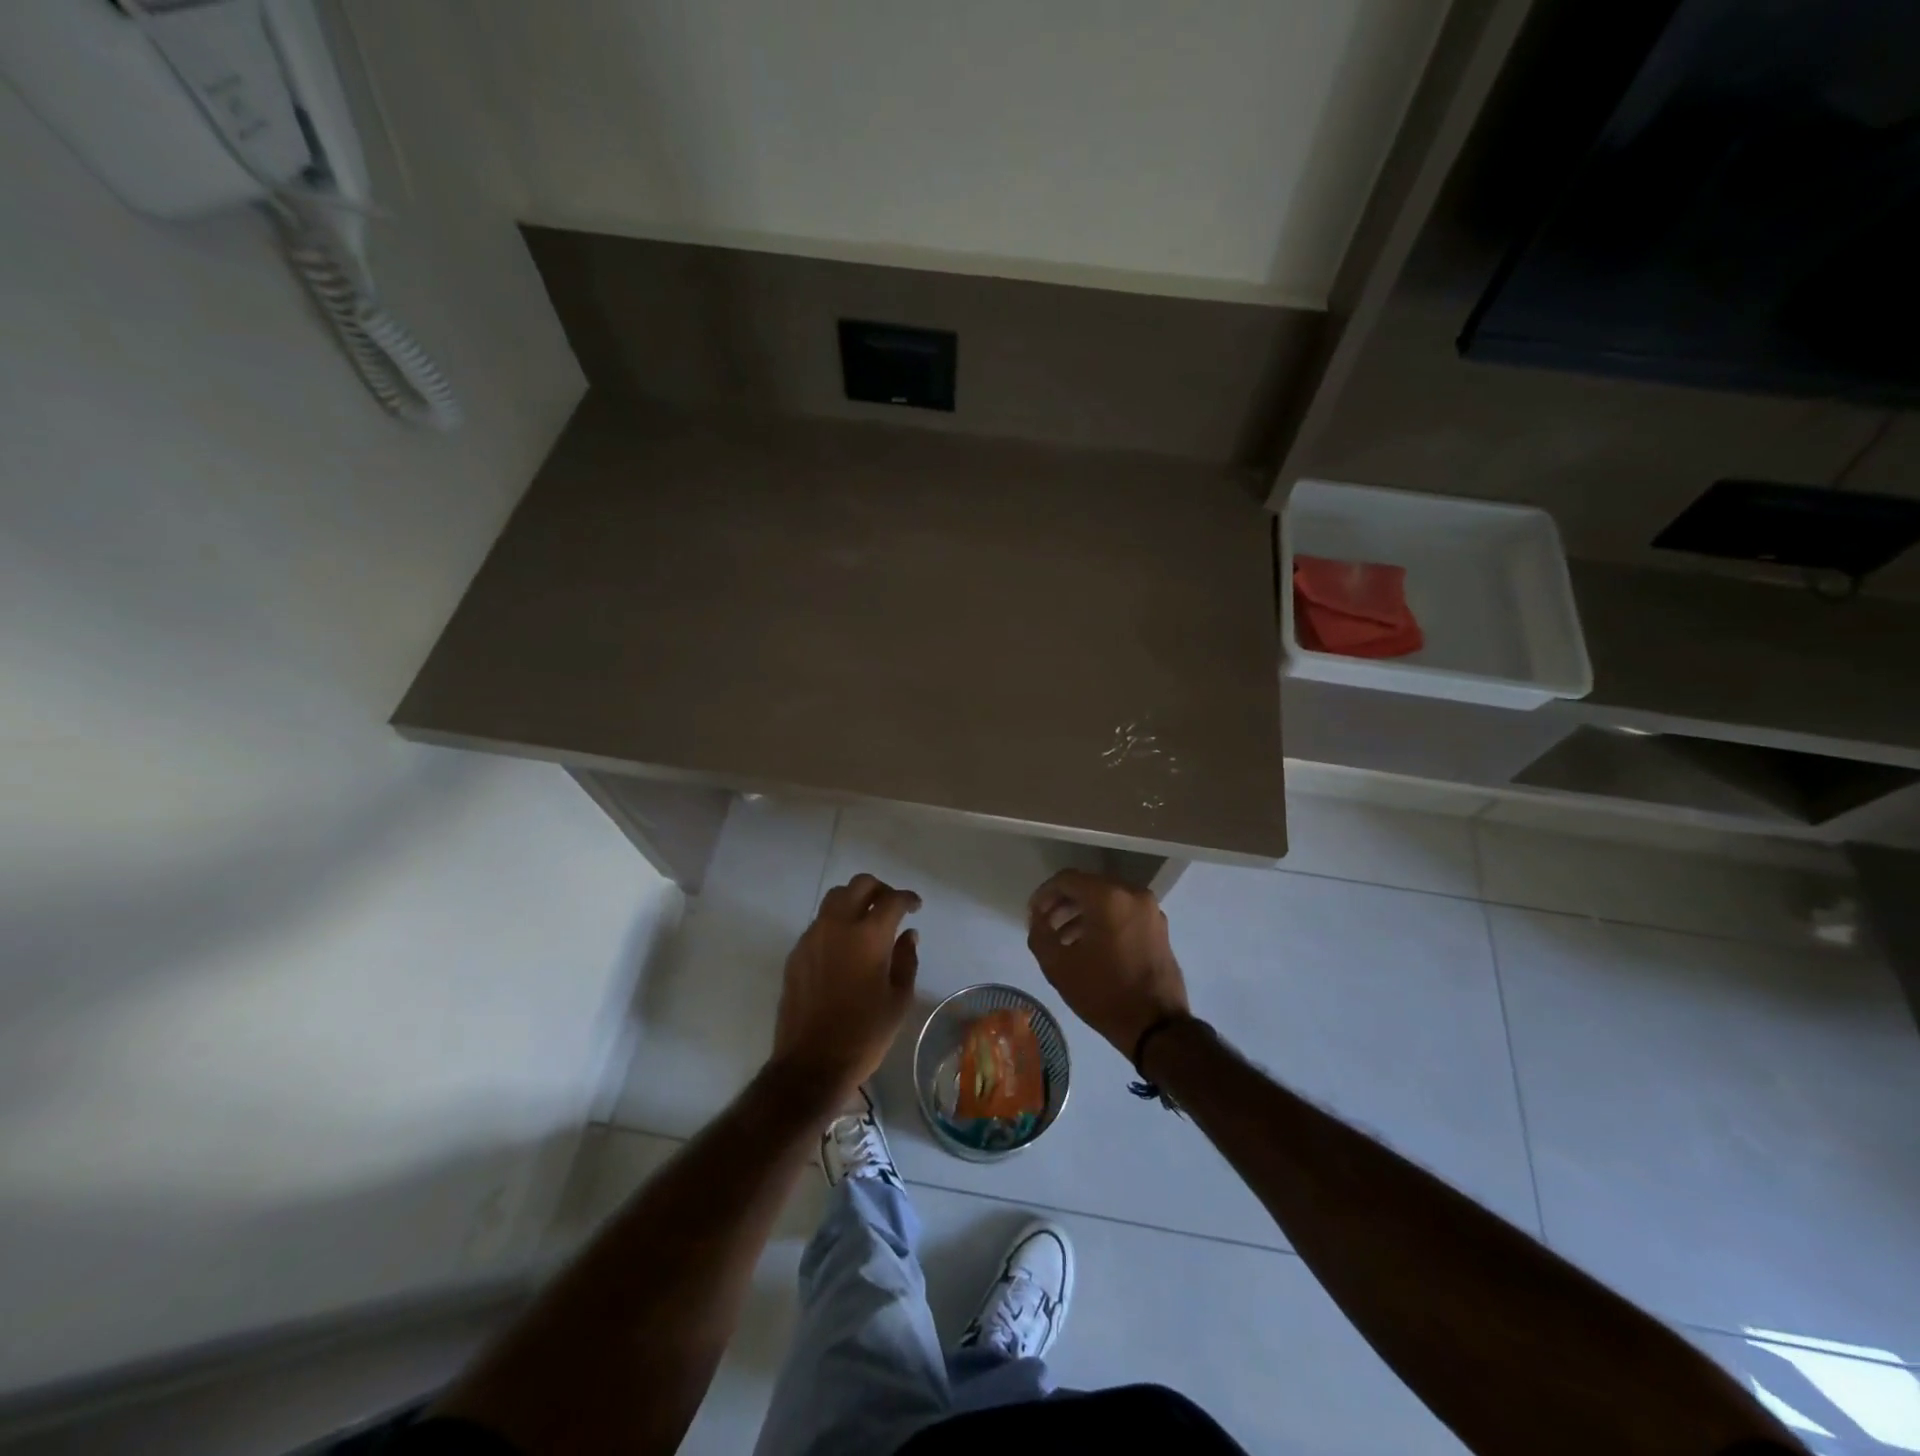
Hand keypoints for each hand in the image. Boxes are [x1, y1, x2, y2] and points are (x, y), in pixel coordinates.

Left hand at [772, 873, 921, 1102]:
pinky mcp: (796, 953)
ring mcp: (812, 937)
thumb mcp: (898, 1000)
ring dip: (854, 900)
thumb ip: (906, 960)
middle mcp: (838, 926)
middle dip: (880, 889)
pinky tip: (844, 947)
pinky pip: (819, 923)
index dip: (908, 898)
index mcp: (869, 936)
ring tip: (867, 921)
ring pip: (835, 899)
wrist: (811, 1063)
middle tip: (891, 906)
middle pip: (859, 885)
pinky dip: (836, 923)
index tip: (915, 906)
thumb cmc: (864, 1034)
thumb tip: (908, 935)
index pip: (892, 900)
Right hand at [1026, 870, 1189, 1060]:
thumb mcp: (1057, 966)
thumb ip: (1040, 933)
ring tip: (1063, 940)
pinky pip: (1124, 913)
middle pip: (1088, 886)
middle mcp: (1132, 894)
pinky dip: (1104, 921)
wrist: (1156, 1026)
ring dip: (1082, 914)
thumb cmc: (1104, 993)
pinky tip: (1089, 946)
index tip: (1032, 915)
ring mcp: (1150, 910)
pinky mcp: (1159, 928)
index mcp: (1108, 897)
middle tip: (1045, 926)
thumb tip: (1038, 918)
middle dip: (1063, 904)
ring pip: (1107, 900)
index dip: (1043, 895)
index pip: (1066, 879)